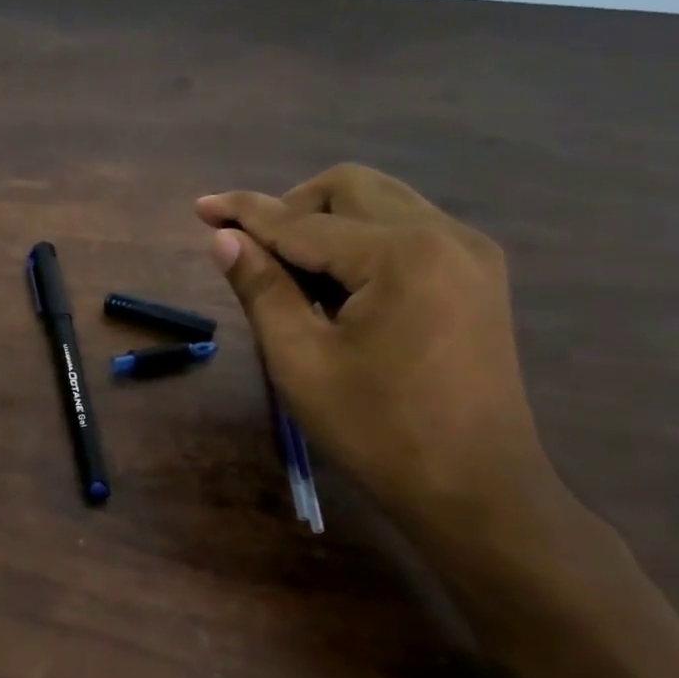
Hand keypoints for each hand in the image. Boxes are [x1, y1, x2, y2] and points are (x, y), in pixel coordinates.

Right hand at [196, 164, 553, 539]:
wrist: (476, 489)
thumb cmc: (376, 429)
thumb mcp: (300, 360)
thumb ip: (262, 289)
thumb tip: (224, 239)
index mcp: (401, 255)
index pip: (303, 221)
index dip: (246, 213)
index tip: (201, 206)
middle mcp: (445, 235)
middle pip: (350, 188)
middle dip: (291, 208)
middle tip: (254, 251)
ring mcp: (470, 253)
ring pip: (381, 203)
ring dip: (326, 223)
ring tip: (293, 277)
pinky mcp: (477, 276)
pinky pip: (406, 230)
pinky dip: (360, 241)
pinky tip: (339, 288)